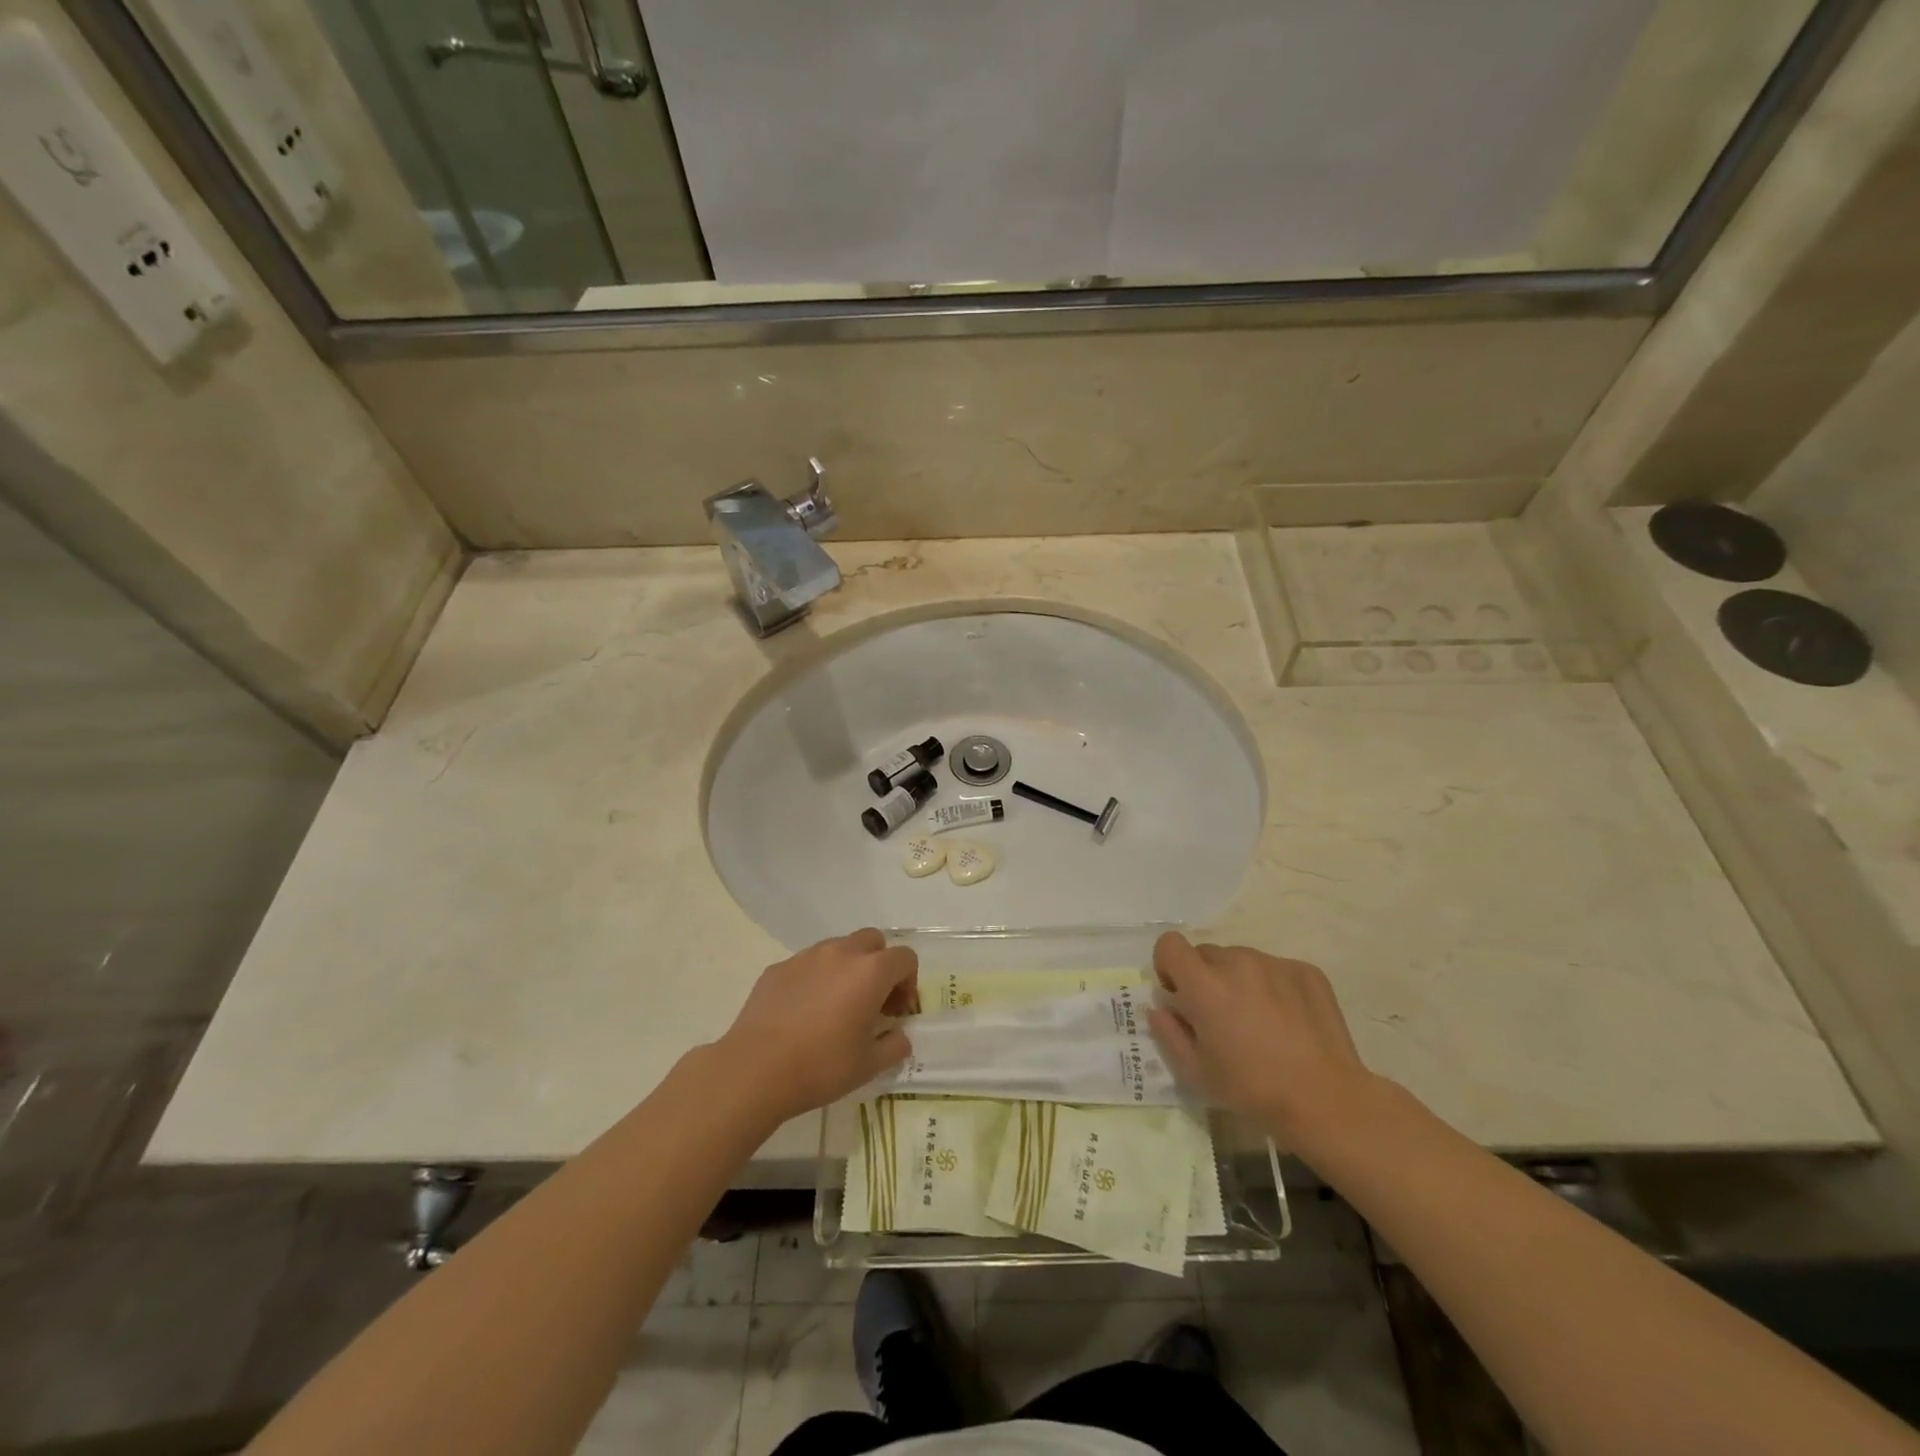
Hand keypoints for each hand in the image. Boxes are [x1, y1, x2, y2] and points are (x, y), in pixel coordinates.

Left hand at [716, 928, 918, 1124]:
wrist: (755, 1070)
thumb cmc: (821, 1066)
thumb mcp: (869, 1065)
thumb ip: (894, 1046)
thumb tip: (899, 1037)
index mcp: (870, 972)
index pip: (905, 958)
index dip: (909, 982)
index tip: (897, 1012)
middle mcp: (840, 953)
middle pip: (873, 941)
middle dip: (880, 965)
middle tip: (873, 1001)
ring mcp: (806, 957)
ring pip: (838, 948)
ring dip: (848, 968)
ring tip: (837, 1006)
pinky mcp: (778, 968)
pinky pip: (808, 964)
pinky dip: (816, 979)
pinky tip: (804, 1013)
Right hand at [1147, 932, 1383, 1149]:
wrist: (1326, 1100)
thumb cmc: (1252, 1090)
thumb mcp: (1195, 1072)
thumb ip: (1168, 1032)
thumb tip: (1160, 1008)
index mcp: (1205, 985)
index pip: (1170, 944)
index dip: (1168, 966)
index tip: (1180, 996)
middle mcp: (1238, 962)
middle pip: (1206, 953)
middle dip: (1204, 978)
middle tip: (1221, 1017)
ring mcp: (1275, 963)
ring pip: (1241, 960)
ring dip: (1239, 981)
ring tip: (1259, 1021)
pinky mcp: (1306, 971)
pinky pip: (1275, 969)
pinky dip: (1272, 986)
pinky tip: (1288, 1022)